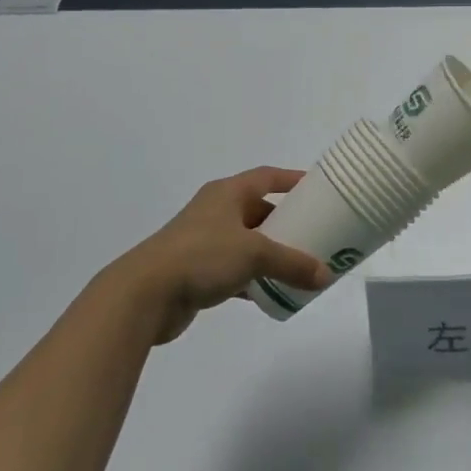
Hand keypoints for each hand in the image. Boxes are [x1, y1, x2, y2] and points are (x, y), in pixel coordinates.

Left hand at [106, 168, 333, 343]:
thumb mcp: (254, 254)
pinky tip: (272, 294)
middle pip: (258, 210)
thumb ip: (292, 264)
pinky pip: (235, 270)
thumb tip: (325, 276)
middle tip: (316, 233)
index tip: (319, 189)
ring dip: (271, 253)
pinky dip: (254, 279)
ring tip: (301, 265)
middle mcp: (216, 211)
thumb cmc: (201, 256)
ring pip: (248, 242)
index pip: (266, 176)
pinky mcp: (197, 272)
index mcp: (227, 193)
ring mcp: (204, 242)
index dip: (292, 180)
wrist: (145, 294)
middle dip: (286, 221)